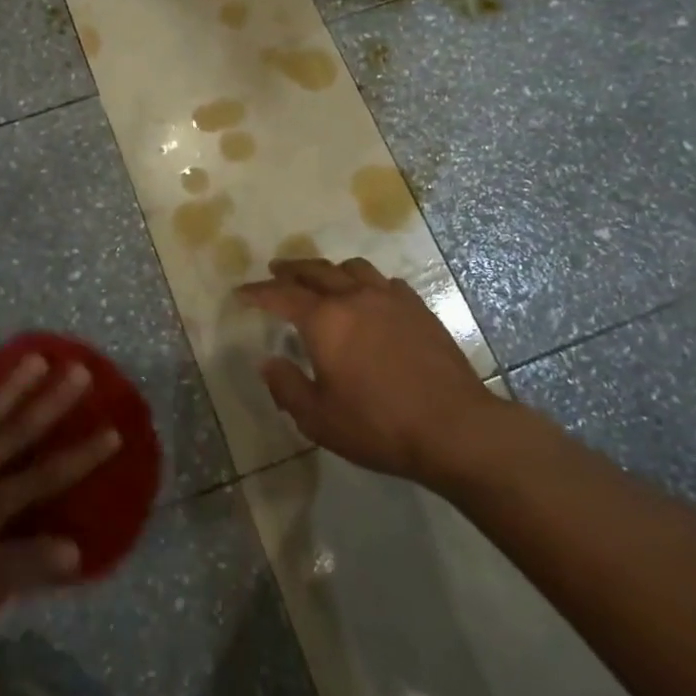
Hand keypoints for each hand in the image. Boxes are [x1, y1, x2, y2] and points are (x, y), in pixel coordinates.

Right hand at [241, 258, 495, 485]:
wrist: (454, 427)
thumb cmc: (379, 425)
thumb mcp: (319, 419)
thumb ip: (287, 387)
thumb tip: (268, 362)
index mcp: (325, 320)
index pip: (281, 295)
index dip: (258, 293)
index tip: (241, 293)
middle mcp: (354, 297)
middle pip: (316, 271)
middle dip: (291, 270)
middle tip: (276, 271)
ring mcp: (390, 299)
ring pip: (352, 268)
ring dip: (330, 270)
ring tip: (322, 279)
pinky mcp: (418, 308)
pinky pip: (384, 282)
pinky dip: (366, 283)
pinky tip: (369, 297)